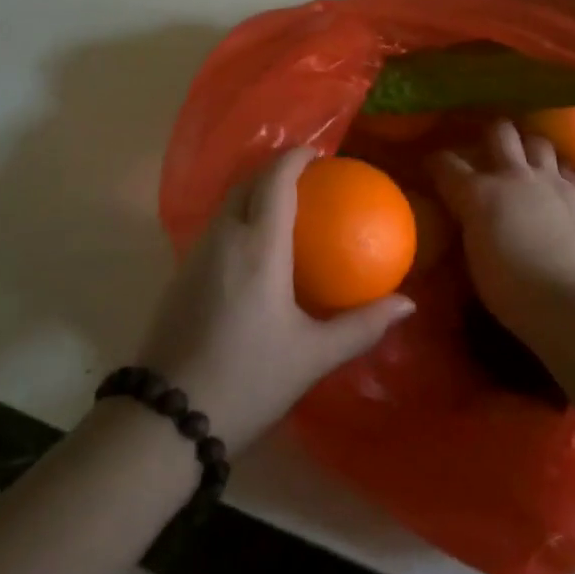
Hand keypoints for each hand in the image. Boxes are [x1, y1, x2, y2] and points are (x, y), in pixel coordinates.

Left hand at [137, 148, 414, 454]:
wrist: (167, 419)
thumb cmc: (249, 380)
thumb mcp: (313, 356)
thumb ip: (362, 325)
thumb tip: (407, 303)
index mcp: (258, 246)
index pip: (275, 180)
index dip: (294, 157)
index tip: (318, 154)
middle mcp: (223, 237)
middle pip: (246, 182)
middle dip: (274, 170)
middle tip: (306, 179)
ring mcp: (196, 254)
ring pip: (226, 203)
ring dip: (253, 192)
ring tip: (285, 209)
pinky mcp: (180, 274)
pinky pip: (215, 227)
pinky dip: (238, 218)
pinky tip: (255, 249)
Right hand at [430, 119, 574, 345]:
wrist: (566, 303)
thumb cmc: (509, 290)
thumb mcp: (473, 254)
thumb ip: (470, 222)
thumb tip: (467, 214)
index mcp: (477, 193)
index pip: (446, 163)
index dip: (436, 162)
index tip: (434, 167)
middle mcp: (512, 175)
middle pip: (499, 132)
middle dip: (491, 135)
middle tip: (489, 149)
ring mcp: (549, 180)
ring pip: (537, 141)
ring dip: (528, 148)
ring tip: (527, 160)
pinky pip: (566, 168)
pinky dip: (556, 171)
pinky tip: (555, 183)